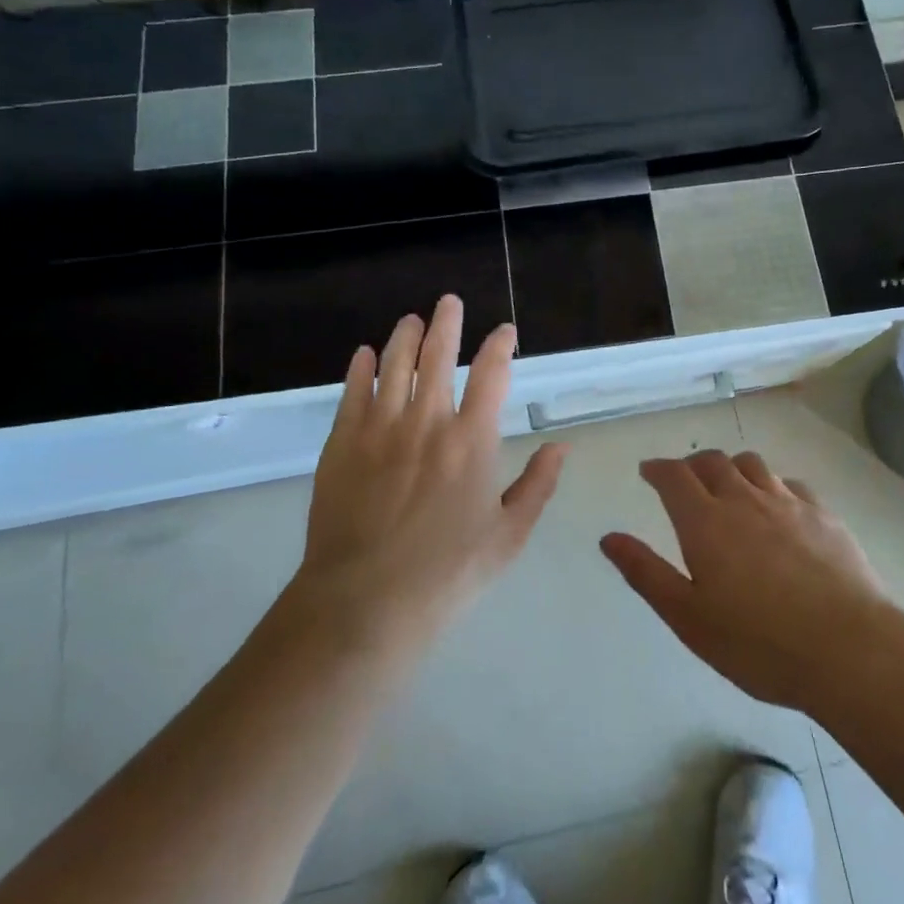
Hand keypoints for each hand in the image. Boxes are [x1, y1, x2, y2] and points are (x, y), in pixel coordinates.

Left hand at [278, 296, 567, 654]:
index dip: (500, 346)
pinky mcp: (341, 444)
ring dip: (405, 337)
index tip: (505, 332)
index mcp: (472, 441)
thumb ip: (538, 485)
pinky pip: (352, 393)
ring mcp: (380, 429)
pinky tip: (364, 355)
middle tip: (449, 301)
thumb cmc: (448, 574)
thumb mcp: (509, 536)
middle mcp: (427, 421)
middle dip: (447, 323)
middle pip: (439, 356)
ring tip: (411, 319)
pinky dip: (360, 369)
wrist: (364, 603)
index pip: (491, 375)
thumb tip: (561, 445)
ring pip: (394, 365)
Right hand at [600, 450, 893, 713]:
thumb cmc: (758, 643)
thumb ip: (646, 573)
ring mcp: (787, 502)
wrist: (848, 649)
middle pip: (713, 462)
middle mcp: (744, 499)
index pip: (674, 476)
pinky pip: (790, 483)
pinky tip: (777, 506)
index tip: (648, 471)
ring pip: (752, 464)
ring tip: (729, 486)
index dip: (658, 468)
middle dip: (692, 465)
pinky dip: (773, 485)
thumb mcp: (689, 618)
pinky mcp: (823, 514)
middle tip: (684, 480)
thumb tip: (609, 538)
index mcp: (705, 522)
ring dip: (732, 467)